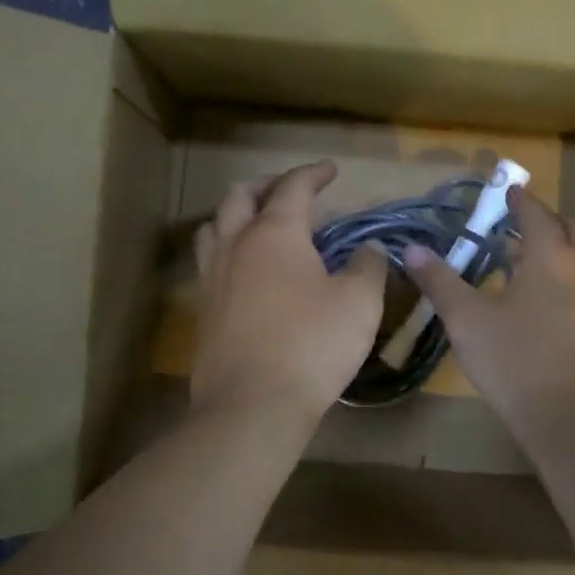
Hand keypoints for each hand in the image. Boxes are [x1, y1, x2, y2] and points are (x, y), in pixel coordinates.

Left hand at [191, 160, 387, 421]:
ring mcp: (213, 278)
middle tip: (290, 190)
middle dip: (266, 185)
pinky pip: (210, 263)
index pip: (292, 187)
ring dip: (237, 214)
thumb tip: (370, 250)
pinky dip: (228, 250)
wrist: (252, 405)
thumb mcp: (358, 303)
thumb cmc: (311, 345)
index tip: (330, 170)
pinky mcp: (204, 311)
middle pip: (240, 196)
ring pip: (215, 227)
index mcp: (275, 233)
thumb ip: (368, 267)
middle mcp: (236, 245)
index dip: (313, 173)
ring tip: (258, 223)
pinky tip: (246, 272)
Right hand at [404, 188, 574, 439]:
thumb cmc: (515, 362)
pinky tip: (550, 300)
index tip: (508, 191)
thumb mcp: (466, 320)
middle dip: (548, 220)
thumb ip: (440, 282)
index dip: (520, 200)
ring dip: (564, 247)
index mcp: (550, 258)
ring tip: (533, 261)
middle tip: (520, 226)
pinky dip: (573, 275)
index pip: (537, 214)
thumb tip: (413, 250)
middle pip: (573, 229)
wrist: (573, 422)